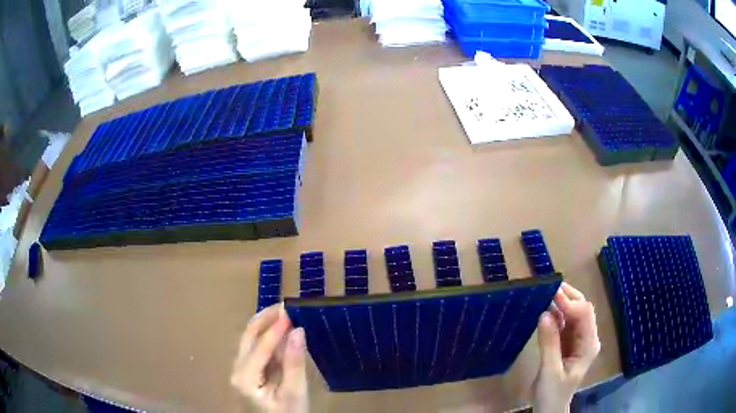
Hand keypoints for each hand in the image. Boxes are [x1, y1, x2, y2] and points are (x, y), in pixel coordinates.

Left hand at [231, 304, 308, 412]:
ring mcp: (239, 370)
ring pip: (249, 340)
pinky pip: (255, 349)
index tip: (290, 309)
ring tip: (285, 314)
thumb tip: (298, 331)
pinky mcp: (247, 373)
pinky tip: (282, 333)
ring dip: (266, 325)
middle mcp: (237, 369)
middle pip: (248, 336)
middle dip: (266, 318)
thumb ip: (294, 363)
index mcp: (244, 377)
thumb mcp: (294, 394)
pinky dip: (267, 338)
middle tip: (286, 306)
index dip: (275, 327)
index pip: (260, 346)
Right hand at [533, 283, 600, 412]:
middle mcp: (587, 338)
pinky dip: (556, 315)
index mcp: (588, 345)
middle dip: (568, 297)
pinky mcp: (568, 343)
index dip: (570, 303)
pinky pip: (564, 324)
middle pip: (582, 310)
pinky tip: (545, 310)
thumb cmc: (552, 393)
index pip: (584, 314)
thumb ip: (549, 343)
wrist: (549, 408)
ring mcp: (578, 340)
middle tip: (548, 288)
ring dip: (561, 304)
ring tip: (545, 295)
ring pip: (573, 314)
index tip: (551, 294)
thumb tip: (544, 313)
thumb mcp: (550, 371)